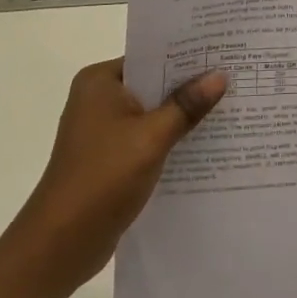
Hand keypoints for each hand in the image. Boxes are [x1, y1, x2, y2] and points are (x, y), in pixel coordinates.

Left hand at [19, 60, 227, 292]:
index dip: (188, 55)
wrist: (60, 245)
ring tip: (230, 107)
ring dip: (183, 115)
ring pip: (153, 113)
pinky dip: (171, 139)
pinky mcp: (110, 158)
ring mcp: (102, 130)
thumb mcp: (151, 137)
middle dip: (190, 86)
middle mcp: (98, 99)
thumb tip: (220, 75)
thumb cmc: (102, 178)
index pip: (151, 56)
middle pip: (154, 84)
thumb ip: (186, 105)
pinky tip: (206, 143)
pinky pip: (148, 137)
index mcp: (100, 82)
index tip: (224, 52)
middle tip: (236, 77)